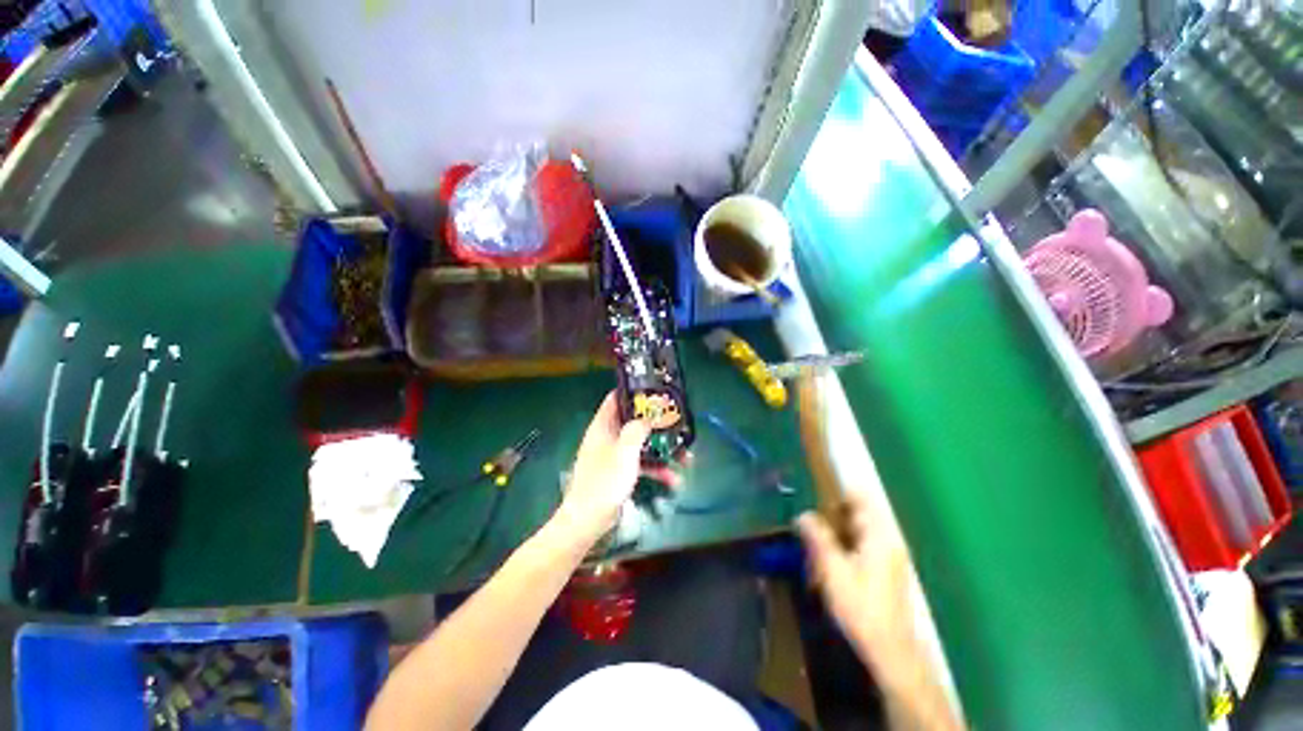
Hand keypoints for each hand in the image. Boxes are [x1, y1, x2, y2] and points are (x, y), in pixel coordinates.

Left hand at [551, 393, 680, 547]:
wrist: (589, 520)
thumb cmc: (604, 481)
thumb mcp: (624, 452)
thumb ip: (637, 430)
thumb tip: (647, 417)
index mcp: (603, 426)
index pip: (615, 399)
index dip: (633, 392)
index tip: (654, 391)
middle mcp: (608, 437)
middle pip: (633, 422)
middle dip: (656, 424)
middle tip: (676, 422)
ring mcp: (614, 455)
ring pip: (641, 444)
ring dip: (661, 449)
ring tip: (684, 456)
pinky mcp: (619, 472)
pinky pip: (640, 463)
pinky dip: (655, 468)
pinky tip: (672, 479)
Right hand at [797, 491, 917, 671]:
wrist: (889, 651)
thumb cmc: (861, 607)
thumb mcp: (832, 569)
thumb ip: (817, 537)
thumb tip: (802, 514)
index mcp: (879, 534)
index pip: (860, 497)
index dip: (836, 490)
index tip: (813, 490)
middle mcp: (887, 539)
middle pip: (858, 512)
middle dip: (831, 513)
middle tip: (807, 520)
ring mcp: (888, 555)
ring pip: (857, 529)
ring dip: (835, 531)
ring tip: (813, 541)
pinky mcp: (884, 570)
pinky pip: (861, 545)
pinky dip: (843, 545)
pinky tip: (827, 561)